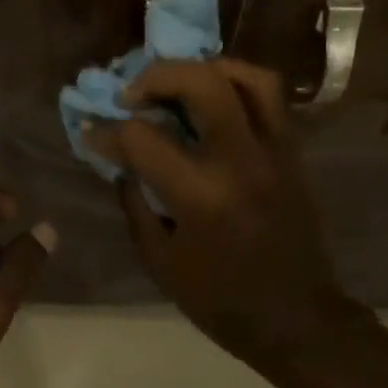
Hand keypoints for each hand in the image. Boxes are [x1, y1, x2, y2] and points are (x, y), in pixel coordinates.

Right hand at [85, 59, 355, 367]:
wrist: (295, 319)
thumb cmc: (219, 299)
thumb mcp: (159, 260)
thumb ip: (135, 202)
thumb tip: (120, 160)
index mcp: (200, 196)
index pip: (142, 138)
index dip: (107, 132)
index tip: (92, 133)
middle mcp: (240, 161)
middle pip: (202, 83)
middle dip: (157, 76)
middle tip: (132, 93)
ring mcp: (273, 152)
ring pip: (248, 77)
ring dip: (205, 68)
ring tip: (178, 82)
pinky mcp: (292, 154)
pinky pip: (270, 98)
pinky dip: (237, 84)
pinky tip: (213, 98)